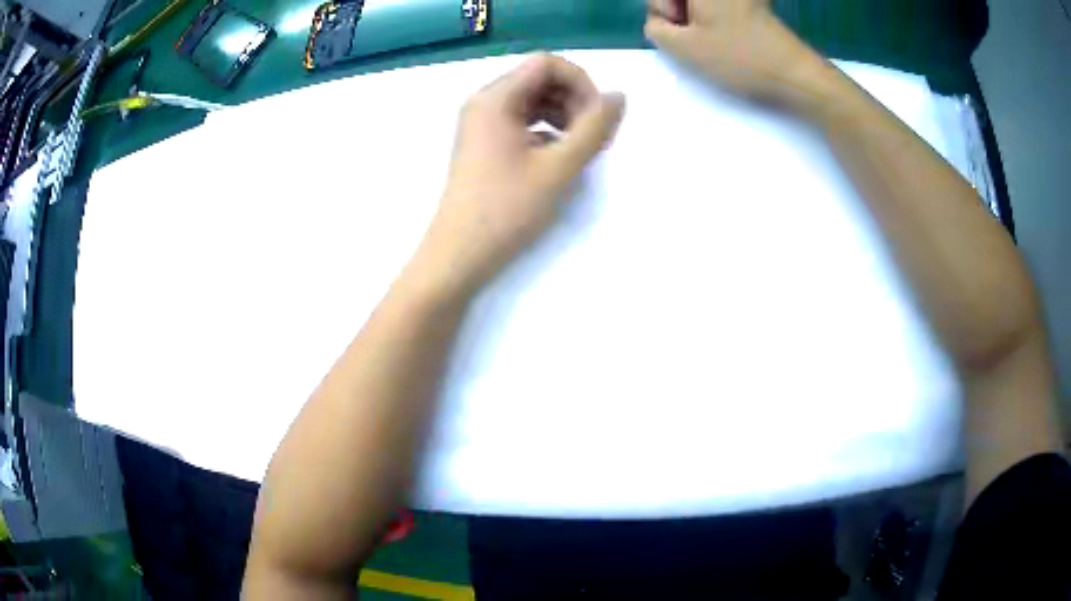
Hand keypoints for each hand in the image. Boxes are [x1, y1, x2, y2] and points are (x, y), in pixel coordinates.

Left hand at [416, 55, 624, 293]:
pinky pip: (521, 120)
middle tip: (593, 136)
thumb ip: (594, 128)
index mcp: (495, 98)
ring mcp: (480, 123)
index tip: (597, 117)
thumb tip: (618, 97)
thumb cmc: (507, 209)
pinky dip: (546, 130)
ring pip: (532, 100)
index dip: (581, 82)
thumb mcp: (559, 167)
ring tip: (579, 147)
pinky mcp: (483, 143)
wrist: (459, 254)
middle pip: (539, 78)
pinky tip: (558, 157)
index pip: (547, 63)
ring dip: (563, 114)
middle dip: (573, 99)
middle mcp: (484, 102)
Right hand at [645, 0, 825, 108]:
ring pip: (700, 4)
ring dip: (696, 18)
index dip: (662, 9)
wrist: (794, 73)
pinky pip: (720, 8)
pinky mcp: (753, 5)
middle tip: (695, 36)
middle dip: (679, 13)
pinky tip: (727, 38)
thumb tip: (661, 23)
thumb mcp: (682, 48)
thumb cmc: (738, 58)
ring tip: (713, 40)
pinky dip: (714, 20)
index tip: (679, 27)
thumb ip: (656, 29)